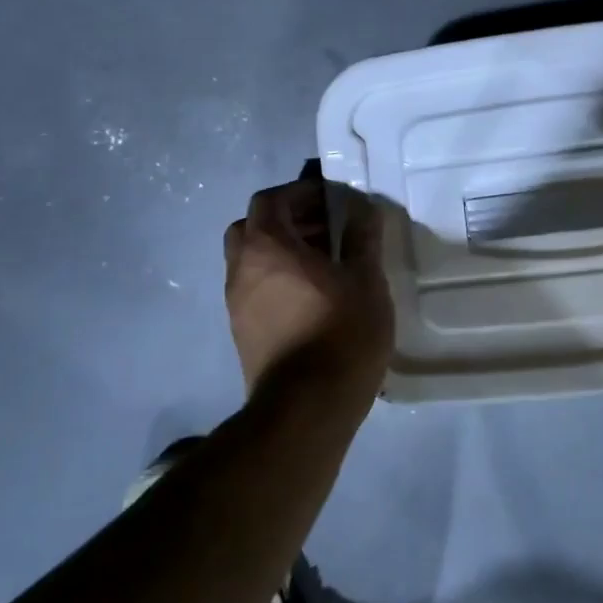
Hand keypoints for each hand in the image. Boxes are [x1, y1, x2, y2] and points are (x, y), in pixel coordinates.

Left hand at [223, 176, 394, 398]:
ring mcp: (237, 304)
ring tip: (326, 264)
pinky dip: (278, 279)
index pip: (271, 200)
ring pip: (252, 260)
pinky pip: (256, 289)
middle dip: (288, 220)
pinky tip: (313, 297)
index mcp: (267, 246)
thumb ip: (362, 237)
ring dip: (283, 251)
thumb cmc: (341, 332)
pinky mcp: (242, 332)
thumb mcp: (366, 278)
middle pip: (253, 227)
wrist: (307, 409)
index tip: (333, 200)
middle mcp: (241, 269)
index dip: (301, 193)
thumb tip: (362, 209)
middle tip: (326, 229)